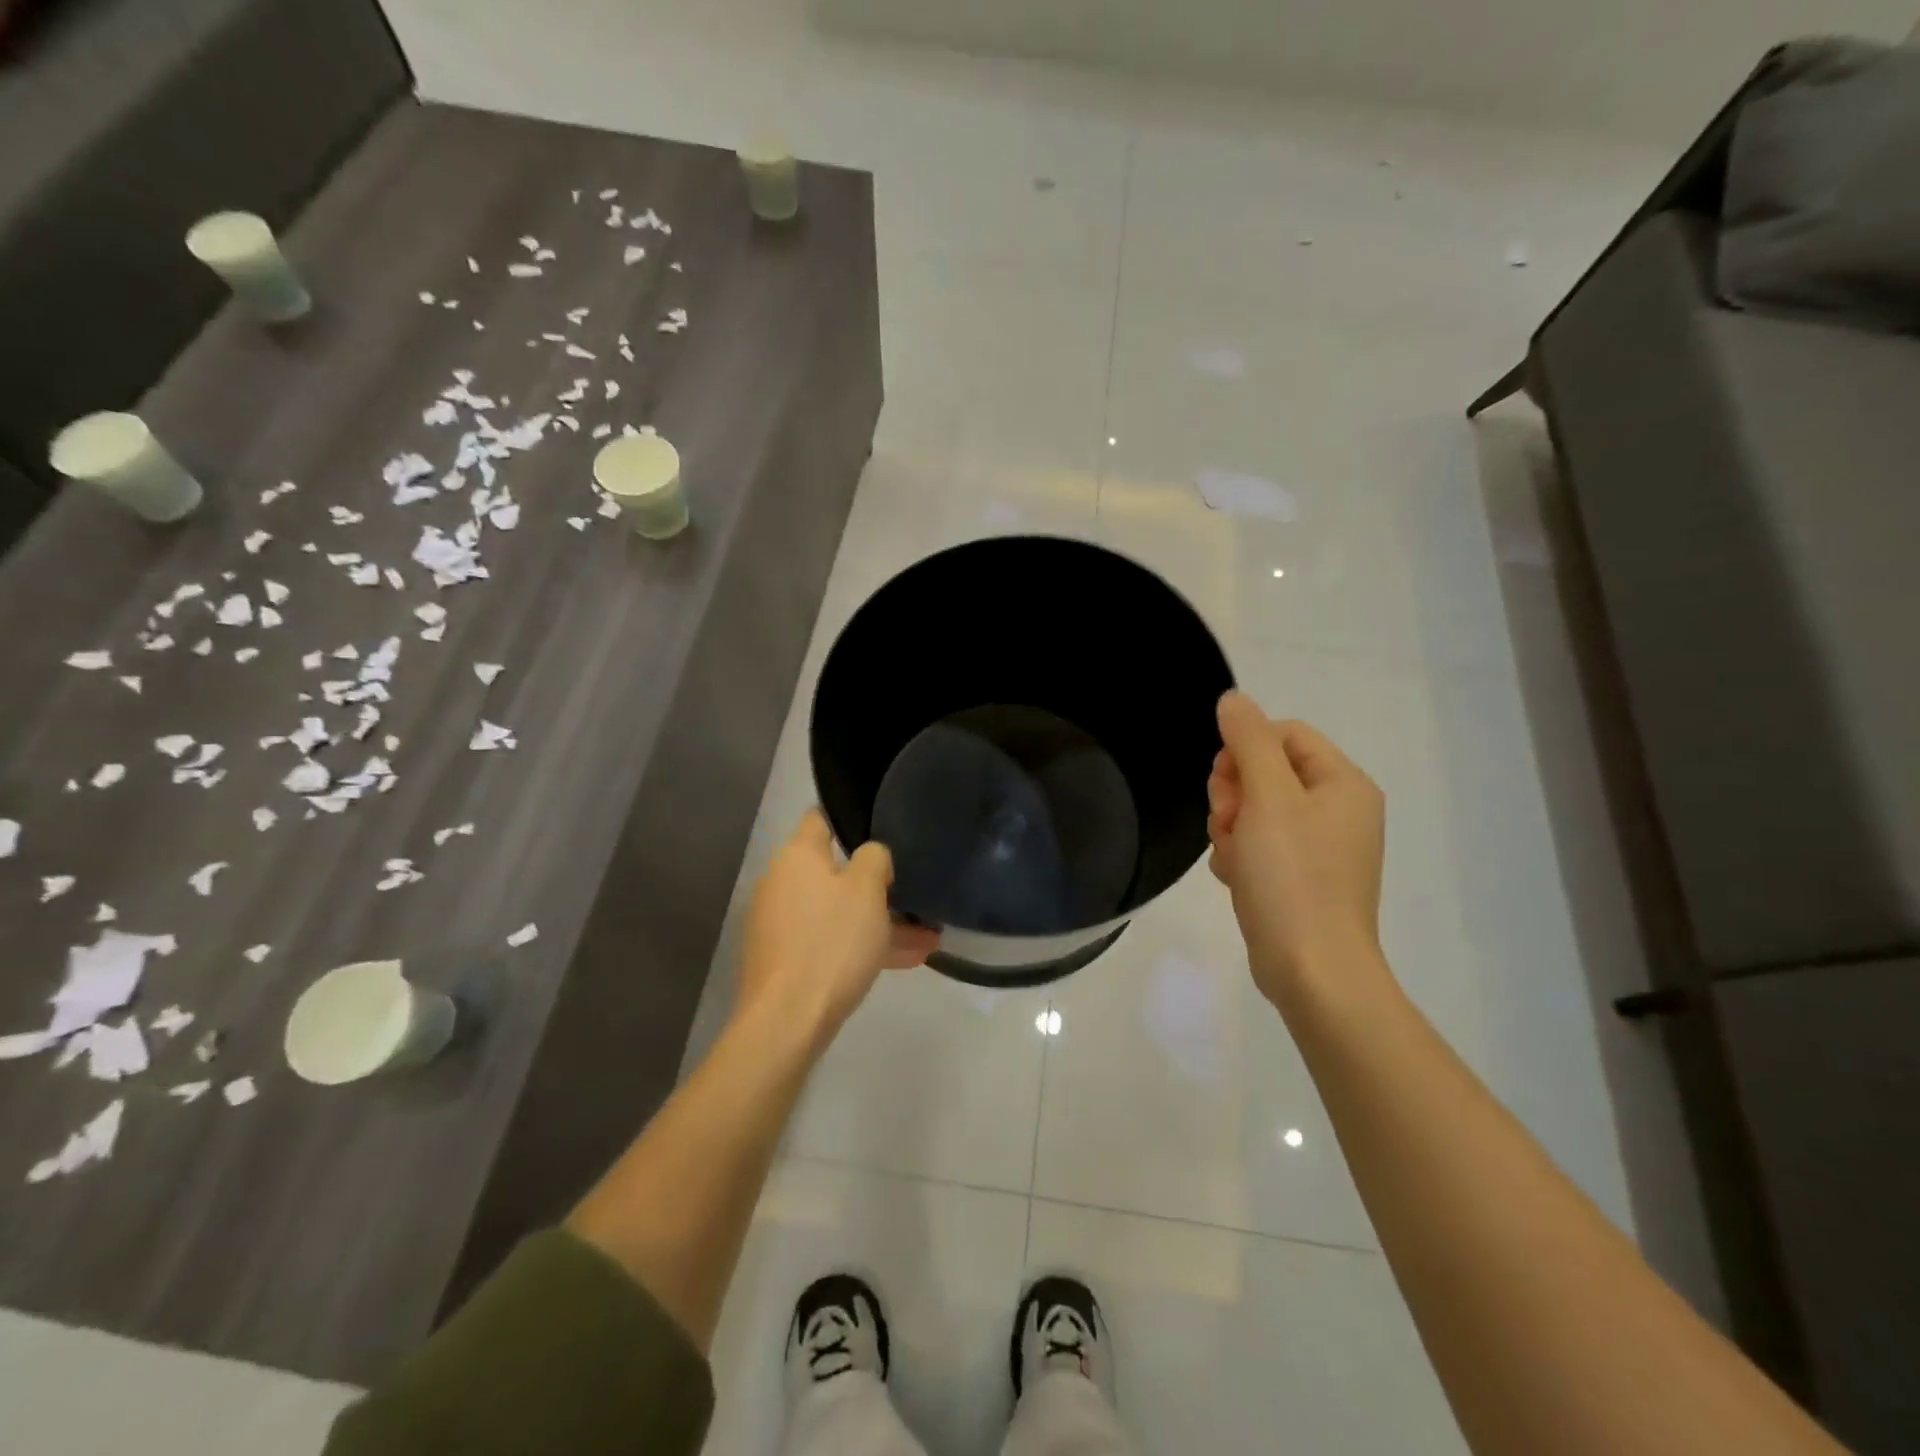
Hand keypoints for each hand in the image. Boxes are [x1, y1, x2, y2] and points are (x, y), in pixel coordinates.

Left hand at [737, 810, 940, 1043]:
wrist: (786, 1020)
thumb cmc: (831, 942)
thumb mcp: (867, 889)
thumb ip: (875, 858)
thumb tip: (871, 856)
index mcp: (797, 855)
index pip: (822, 818)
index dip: (854, 819)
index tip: (886, 829)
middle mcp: (782, 882)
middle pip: (835, 871)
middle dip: (878, 885)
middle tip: (917, 895)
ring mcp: (780, 923)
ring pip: (838, 912)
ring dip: (879, 922)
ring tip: (928, 938)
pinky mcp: (784, 958)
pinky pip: (830, 941)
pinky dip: (861, 946)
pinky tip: (905, 961)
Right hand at [1208, 692, 1386, 1007]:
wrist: (1310, 969)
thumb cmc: (1293, 876)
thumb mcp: (1268, 798)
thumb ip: (1248, 741)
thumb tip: (1234, 698)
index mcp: (1343, 783)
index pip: (1284, 734)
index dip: (1245, 749)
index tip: (1226, 784)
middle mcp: (1337, 809)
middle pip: (1266, 771)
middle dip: (1235, 794)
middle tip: (1229, 822)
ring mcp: (1320, 847)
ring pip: (1255, 810)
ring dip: (1231, 827)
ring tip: (1234, 858)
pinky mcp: (1301, 878)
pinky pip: (1259, 846)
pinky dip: (1240, 856)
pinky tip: (1237, 879)